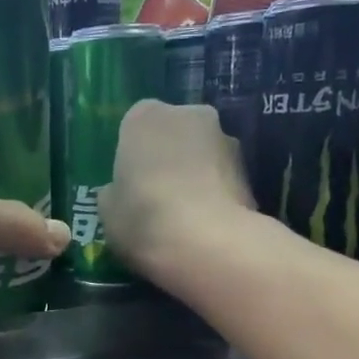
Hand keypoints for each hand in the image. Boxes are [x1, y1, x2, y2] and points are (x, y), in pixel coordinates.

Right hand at [101, 101, 253, 281]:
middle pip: (174, 133)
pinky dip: (215, 194)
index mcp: (144, 117)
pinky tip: (206, 224)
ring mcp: (225, 139)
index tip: (130, 182)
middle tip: (157, 197)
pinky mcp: (250, 170)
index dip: (133, 154)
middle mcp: (189, 115)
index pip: (135, 124)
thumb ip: (114, 191)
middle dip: (168, 157)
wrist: (206, 244)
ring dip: (195, 174)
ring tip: (185, 215)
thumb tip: (119, 191)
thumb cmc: (143, 219)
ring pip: (203, 154)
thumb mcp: (107, 211)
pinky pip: (223, 178)